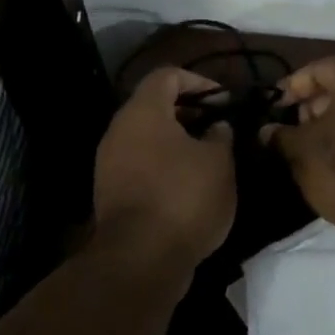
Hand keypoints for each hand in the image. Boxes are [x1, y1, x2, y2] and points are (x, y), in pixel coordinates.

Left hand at [93, 68, 236, 267]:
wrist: (139, 259)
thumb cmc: (183, 197)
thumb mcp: (219, 162)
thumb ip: (221, 135)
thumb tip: (216, 127)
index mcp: (143, 111)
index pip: (167, 75)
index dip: (199, 81)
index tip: (224, 101)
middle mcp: (119, 130)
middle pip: (154, 106)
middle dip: (189, 113)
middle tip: (219, 128)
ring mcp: (109, 163)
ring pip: (147, 138)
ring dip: (177, 142)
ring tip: (209, 158)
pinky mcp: (110, 192)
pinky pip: (140, 165)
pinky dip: (164, 166)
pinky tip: (190, 186)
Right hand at [265, 57, 334, 247]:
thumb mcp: (302, 150)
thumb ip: (282, 135)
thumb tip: (266, 131)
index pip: (323, 67)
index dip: (296, 82)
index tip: (276, 103)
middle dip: (313, 104)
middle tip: (291, 125)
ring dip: (331, 125)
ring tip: (306, 147)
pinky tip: (330, 162)